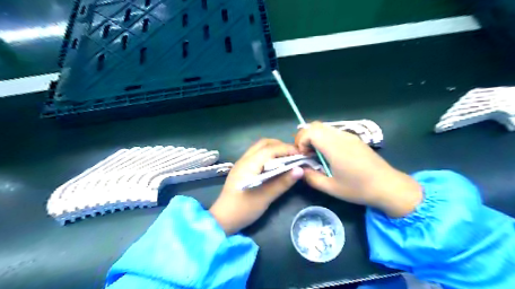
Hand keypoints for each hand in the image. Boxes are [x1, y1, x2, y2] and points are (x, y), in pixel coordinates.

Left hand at [210, 138, 302, 234]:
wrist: (223, 219)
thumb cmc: (244, 209)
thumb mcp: (265, 197)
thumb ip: (283, 182)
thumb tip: (300, 170)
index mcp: (249, 164)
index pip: (270, 149)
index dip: (287, 149)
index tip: (301, 154)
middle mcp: (244, 159)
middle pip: (264, 143)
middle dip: (280, 146)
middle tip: (294, 155)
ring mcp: (242, 163)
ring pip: (259, 148)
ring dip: (274, 149)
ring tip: (287, 158)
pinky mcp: (242, 169)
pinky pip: (257, 155)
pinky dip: (268, 155)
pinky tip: (275, 165)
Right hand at [293, 121, 422, 217]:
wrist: (389, 186)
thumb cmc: (359, 188)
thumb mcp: (331, 188)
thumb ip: (311, 177)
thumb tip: (300, 169)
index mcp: (334, 147)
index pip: (310, 132)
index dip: (301, 141)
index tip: (302, 155)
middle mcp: (341, 137)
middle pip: (316, 125)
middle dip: (305, 137)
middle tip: (306, 153)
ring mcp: (349, 136)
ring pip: (325, 127)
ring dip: (315, 137)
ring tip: (317, 154)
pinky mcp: (355, 139)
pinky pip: (334, 132)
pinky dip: (325, 138)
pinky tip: (330, 154)